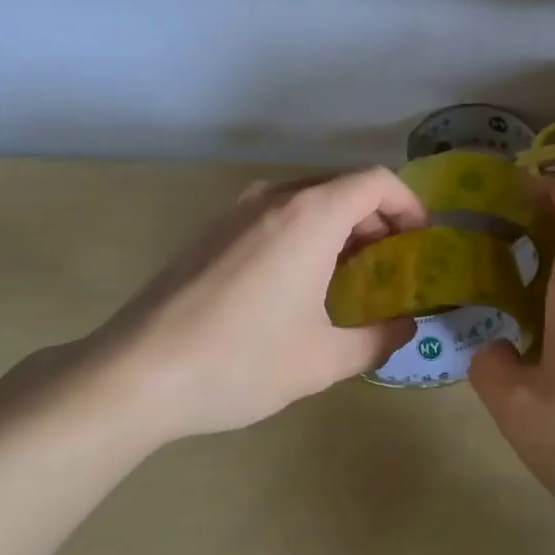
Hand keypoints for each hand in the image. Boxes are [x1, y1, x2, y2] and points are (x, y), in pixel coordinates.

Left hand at [68, 169, 424, 441]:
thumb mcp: (323, 360)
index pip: (376, 182)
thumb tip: (405, 327)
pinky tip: (297, 285)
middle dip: (377, 221)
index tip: (421, 241)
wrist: (133, 373)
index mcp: (310, 215)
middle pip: (343, 187)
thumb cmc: (240, 361)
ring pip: (307, 200)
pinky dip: (304, 234)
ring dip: (339, 228)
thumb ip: (378, 339)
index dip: (409, 205)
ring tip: (348, 277)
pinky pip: (275, 215)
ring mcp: (236, 211)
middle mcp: (274, 198)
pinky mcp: (211, 231)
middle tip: (390, 267)